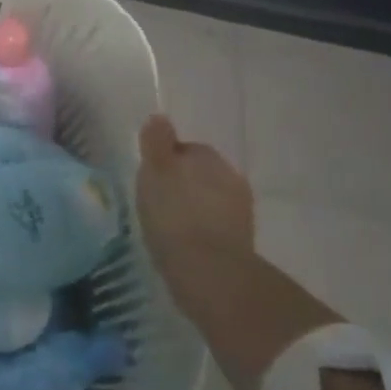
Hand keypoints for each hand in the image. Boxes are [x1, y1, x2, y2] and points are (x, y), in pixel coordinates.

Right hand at [135, 115, 255, 322]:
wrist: (209, 272)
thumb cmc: (174, 215)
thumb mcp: (155, 171)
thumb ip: (156, 142)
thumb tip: (159, 117)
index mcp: (208, 157)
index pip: (185, 149)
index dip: (165, 162)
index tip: (149, 179)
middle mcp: (230, 177)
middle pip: (199, 174)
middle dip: (182, 184)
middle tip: (156, 202)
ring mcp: (240, 211)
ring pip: (209, 201)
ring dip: (193, 208)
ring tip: (169, 227)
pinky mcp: (241, 242)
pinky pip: (215, 227)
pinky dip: (201, 231)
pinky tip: (184, 245)